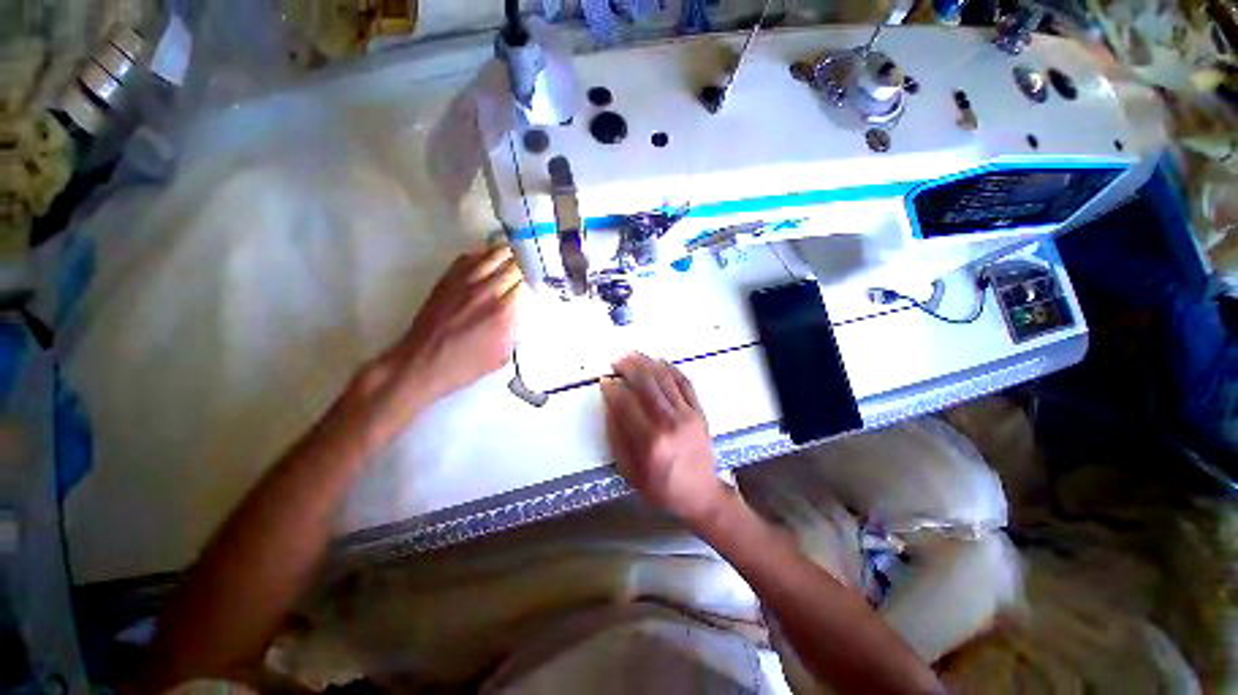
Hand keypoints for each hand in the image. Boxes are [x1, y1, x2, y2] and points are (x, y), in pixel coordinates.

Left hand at [356, 246, 522, 431]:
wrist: (421, 363)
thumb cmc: (466, 365)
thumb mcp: (503, 355)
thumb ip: (516, 329)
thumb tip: (524, 312)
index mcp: (503, 311)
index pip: (527, 281)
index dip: (537, 277)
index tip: (542, 279)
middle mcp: (486, 290)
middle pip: (513, 264)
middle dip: (526, 263)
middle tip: (534, 264)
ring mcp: (464, 282)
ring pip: (492, 255)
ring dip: (508, 253)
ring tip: (517, 254)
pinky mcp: (447, 279)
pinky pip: (469, 257)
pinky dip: (483, 253)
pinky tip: (490, 257)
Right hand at [601, 353, 727, 523]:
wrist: (702, 495)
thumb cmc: (662, 488)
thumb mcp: (630, 471)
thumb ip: (618, 437)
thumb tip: (610, 406)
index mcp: (650, 441)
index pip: (626, 403)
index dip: (613, 388)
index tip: (605, 380)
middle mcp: (669, 422)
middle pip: (646, 384)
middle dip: (629, 367)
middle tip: (617, 360)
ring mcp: (687, 414)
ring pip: (665, 378)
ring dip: (647, 363)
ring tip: (634, 354)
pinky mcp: (699, 411)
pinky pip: (684, 382)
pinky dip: (671, 369)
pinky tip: (660, 361)